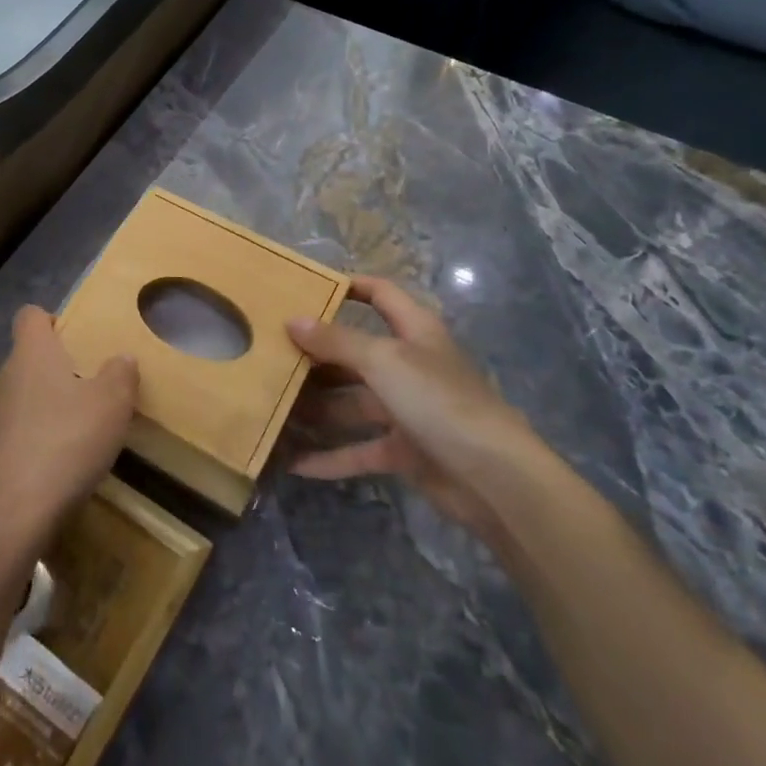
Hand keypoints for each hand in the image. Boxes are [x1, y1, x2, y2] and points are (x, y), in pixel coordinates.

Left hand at [0, 307, 137, 549]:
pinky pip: (10, 438)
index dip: (52, 320)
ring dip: (43, 411)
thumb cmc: (63, 443)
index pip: (30, 316)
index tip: (76, 338)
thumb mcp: (111, 406)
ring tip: (76, 437)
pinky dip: (31, 446)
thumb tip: (121, 358)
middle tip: (89, 393)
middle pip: (26, 361)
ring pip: (18, 401)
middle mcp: (1, 377)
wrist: (3, 517)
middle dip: (54, 372)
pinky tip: (54, 472)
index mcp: (30, 354)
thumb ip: (120, 375)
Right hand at [286, 276, 543, 544]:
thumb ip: (336, 341)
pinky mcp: (404, 451)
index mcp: (414, 332)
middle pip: (355, 353)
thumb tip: (293, 320)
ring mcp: (407, 410)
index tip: (306, 288)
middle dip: (316, 356)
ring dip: (315, 409)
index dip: (349, 286)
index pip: (380, 294)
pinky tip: (292, 461)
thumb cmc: (439, 400)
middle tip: (270, 356)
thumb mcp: (384, 361)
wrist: (494, 478)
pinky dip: (329, 456)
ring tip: (271, 409)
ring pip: (350, 403)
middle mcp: (409, 366)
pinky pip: (358, 450)